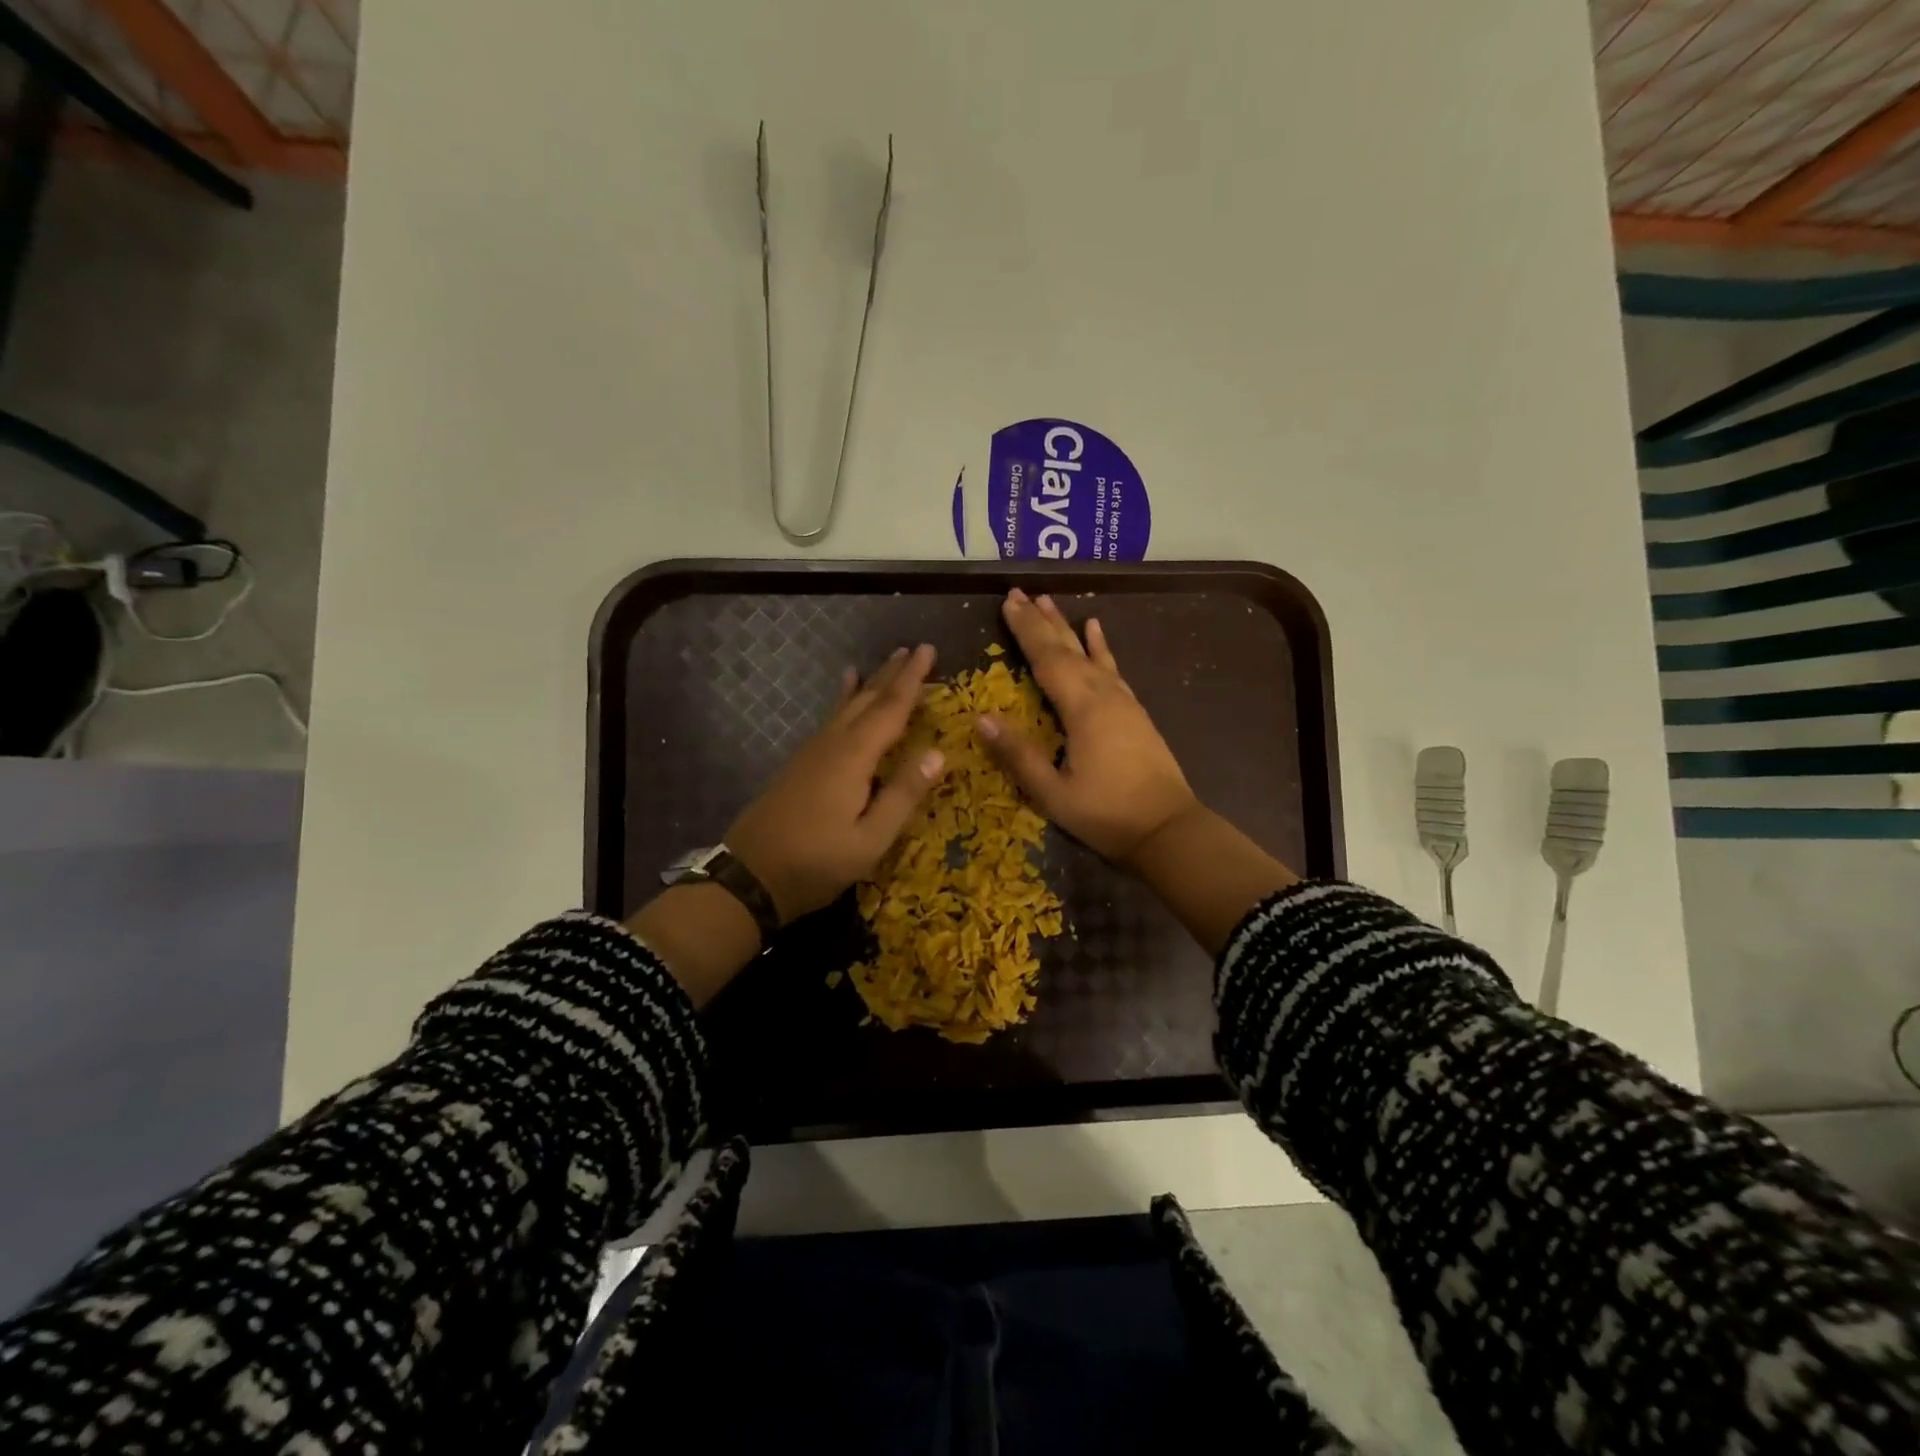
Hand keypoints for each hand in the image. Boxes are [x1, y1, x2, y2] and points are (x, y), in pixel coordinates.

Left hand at [726, 644, 947, 922]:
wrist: (748, 876)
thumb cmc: (816, 862)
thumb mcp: (870, 840)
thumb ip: (903, 795)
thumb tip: (939, 752)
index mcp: (853, 758)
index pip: (890, 708)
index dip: (912, 679)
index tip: (928, 649)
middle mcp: (832, 744)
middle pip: (867, 699)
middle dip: (892, 674)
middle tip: (914, 648)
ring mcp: (812, 752)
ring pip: (847, 706)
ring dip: (871, 683)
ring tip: (887, 662)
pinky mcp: (801, 764)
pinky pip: (831, 719)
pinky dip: (844, 700)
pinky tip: (843, 695)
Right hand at [976, 589, 1199, 863]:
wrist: (1168, 829)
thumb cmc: (1106, 814)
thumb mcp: (1053, 793)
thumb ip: (1018, 754)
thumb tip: (981, 718)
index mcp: (1081, 710)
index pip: (1046, 659)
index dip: (1025, 630)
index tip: (1008, 602)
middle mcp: (1103, 694)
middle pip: (1067, 648)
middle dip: (1041, 620)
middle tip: (1019, 593)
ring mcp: (1123, 700)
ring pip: (1089, 653)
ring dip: (1067, 627)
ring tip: (1049, 601)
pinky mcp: (1134, 711)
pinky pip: (1112, 668)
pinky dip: (1101, 647)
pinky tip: (1096, 629)